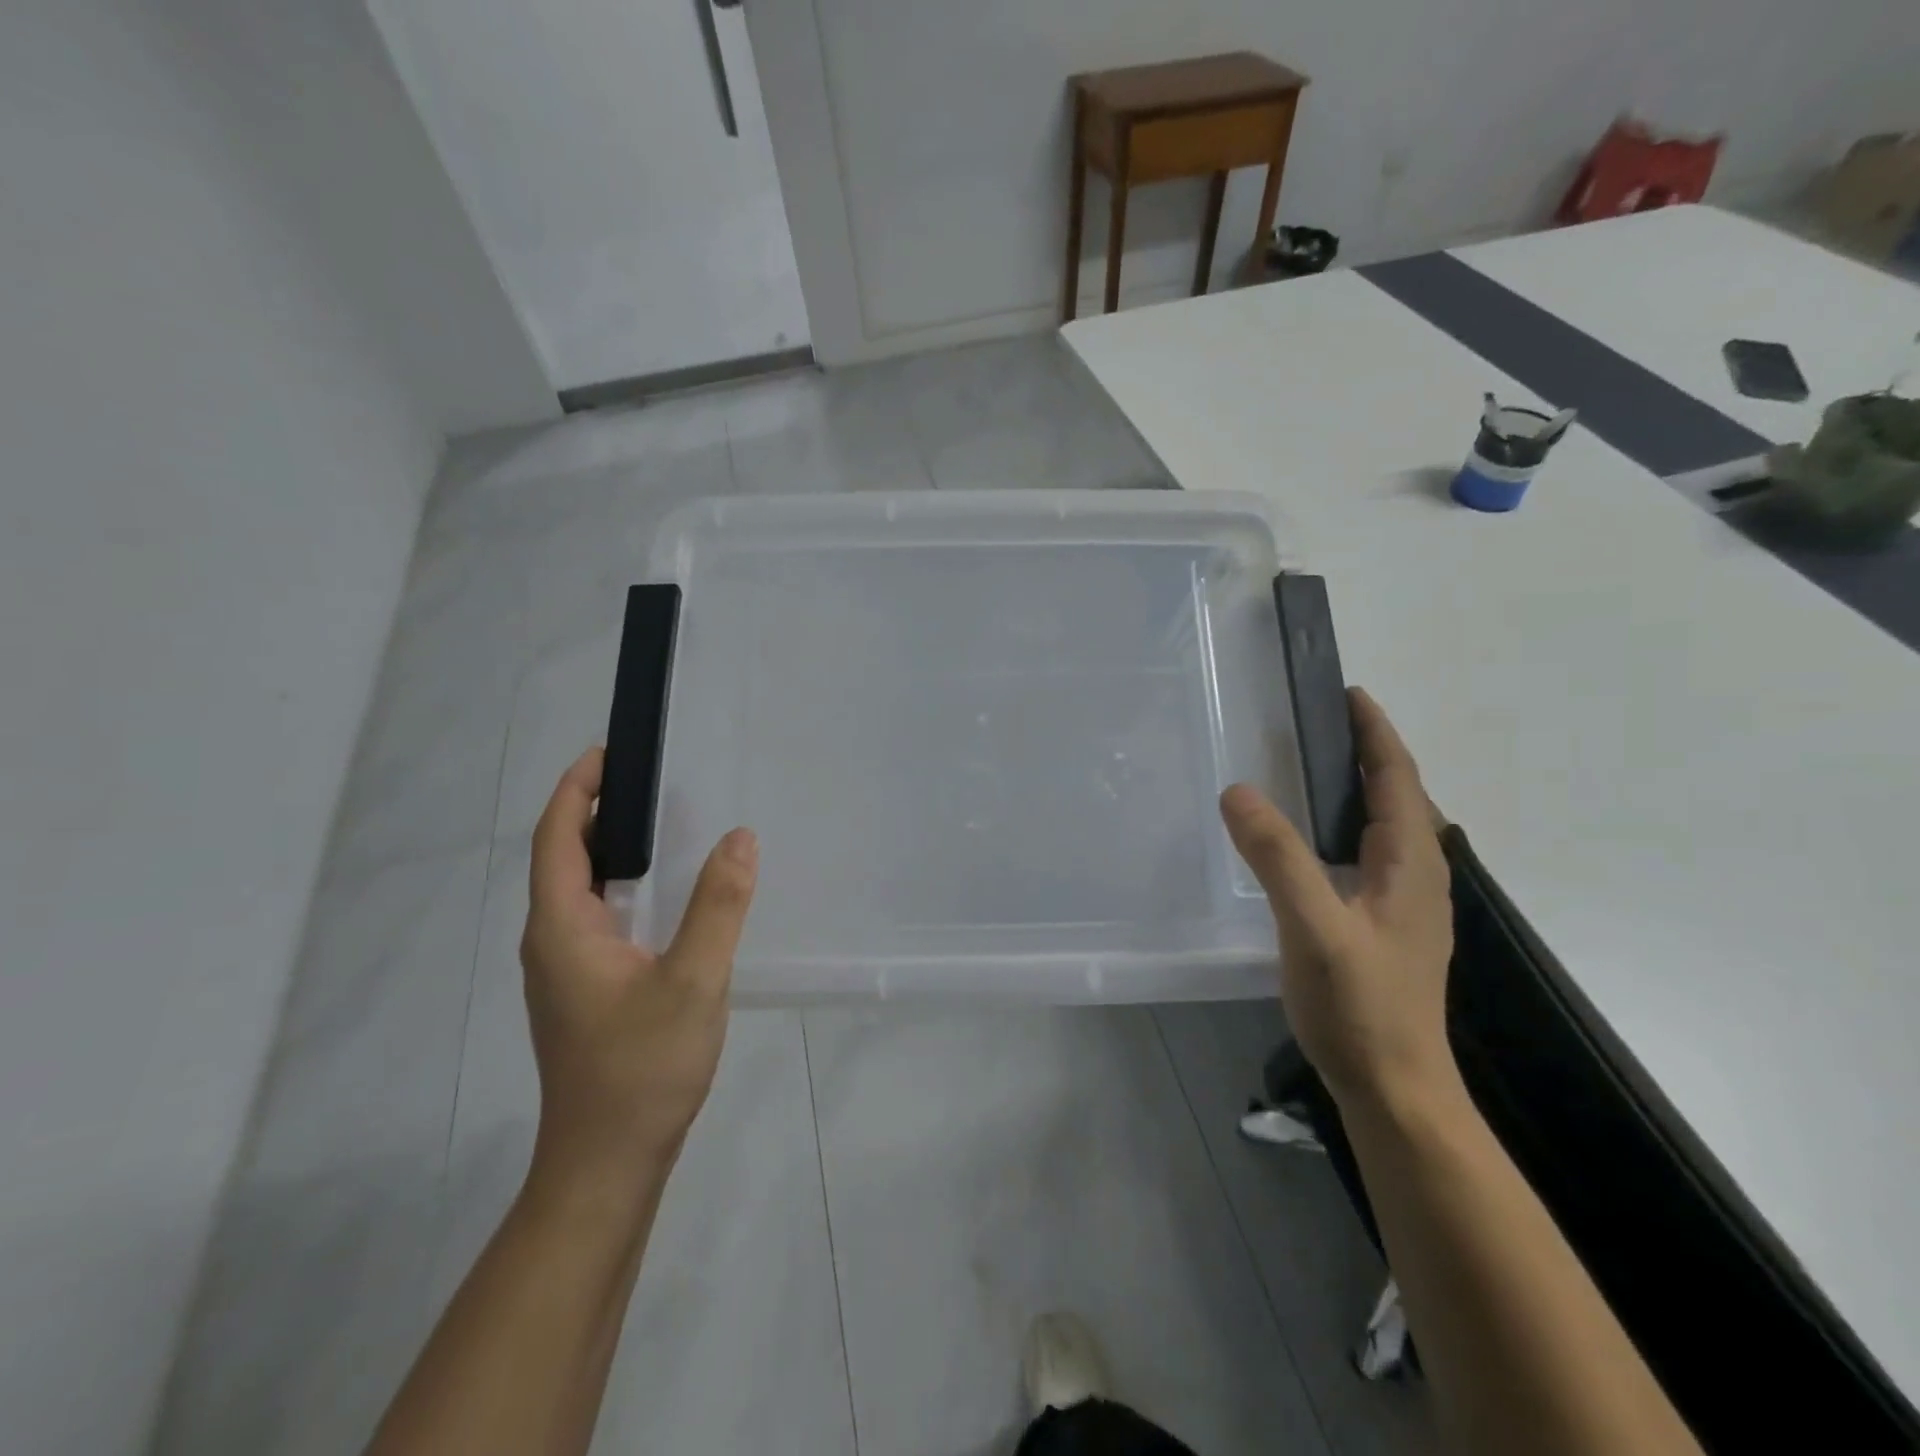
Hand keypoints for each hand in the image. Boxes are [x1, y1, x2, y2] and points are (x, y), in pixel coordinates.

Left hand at [519, 748, 758, 1194]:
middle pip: (562, 858)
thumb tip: (740, 837)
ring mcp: (564, 970)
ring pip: (577, 890)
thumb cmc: (642, 1068)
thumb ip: (718, 905)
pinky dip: (619, 885)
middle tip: (648, 780)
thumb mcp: (693, 981)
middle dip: (594, 810)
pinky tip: (661, 894)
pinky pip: (594, 917)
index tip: (609, 752)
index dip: (577, 789)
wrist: (607, 1163)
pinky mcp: (583, 991)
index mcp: (561, 928)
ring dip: (607, 848)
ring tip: (658, 823)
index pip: (558, 838)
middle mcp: (551, 941)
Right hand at [1220, 688, 1455, 1115]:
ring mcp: (1406, 904)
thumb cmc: (1360, 1005)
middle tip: (1318, 724)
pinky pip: (1371, 854)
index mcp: (1410, 864)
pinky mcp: (1388, 927)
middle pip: (1399, 796)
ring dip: (1360, 789)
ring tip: (1313, 769)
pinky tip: (1314, 841)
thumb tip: (1238, 791)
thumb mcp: (1313, 927)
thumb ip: (1277, 858)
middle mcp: (1418, 876)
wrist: (1395, 1088)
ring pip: (1387, 827)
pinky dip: (1348, 825)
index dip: (1376, 732)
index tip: (1348, 693)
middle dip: (1368, 753)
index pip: (1398, 778)